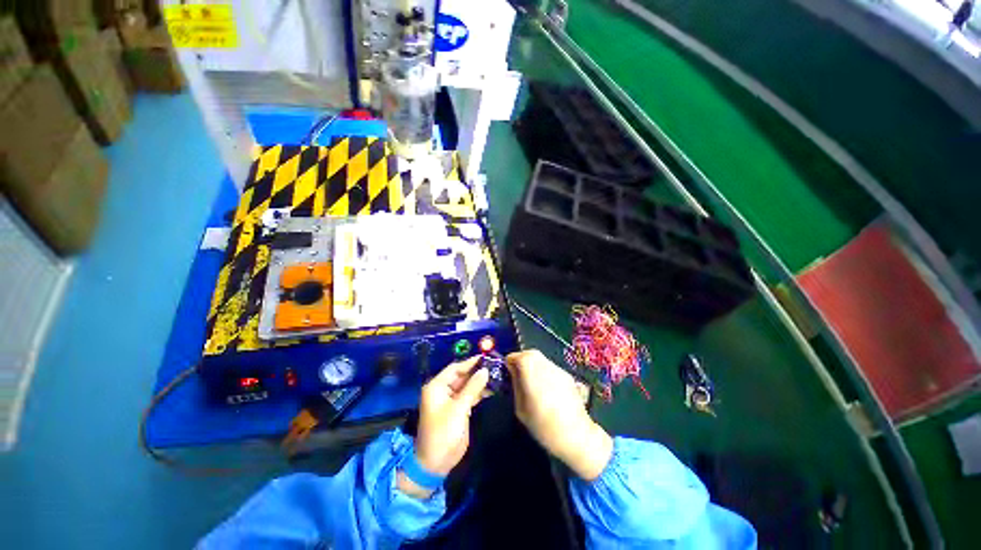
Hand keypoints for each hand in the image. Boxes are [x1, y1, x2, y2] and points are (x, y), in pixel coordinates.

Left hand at [398, 357, 488, 497]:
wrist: (436, 463)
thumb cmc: (444, 432)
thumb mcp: (459, 408)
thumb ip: (472, 387)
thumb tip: (485, 370)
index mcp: (437, 386)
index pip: (454, 368)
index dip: (470, 362)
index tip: (485, 357)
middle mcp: (443, 390)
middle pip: (461, 375)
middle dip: (477, 371)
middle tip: (494, 365)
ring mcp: (450, 400)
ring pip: (467, 385)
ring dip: (479, 381)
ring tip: (496, 375)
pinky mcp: (457, 409)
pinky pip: (469, 395)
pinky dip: (479, 392)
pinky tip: (491, 388)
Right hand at [506, 350, 612, 480]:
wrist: (576, 435)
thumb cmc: (543, 425)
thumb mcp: (520, 408)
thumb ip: (516, 386)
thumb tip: (513, 373)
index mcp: (530, 372)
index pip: (516, 356)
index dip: (510, 362)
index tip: (508, 372)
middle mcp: (544, 365)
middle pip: (530, 353)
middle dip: (521, 360)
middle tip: (518, 374)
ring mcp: (558, 369)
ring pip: (541, 359)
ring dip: (533, 365)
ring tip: (531, 382)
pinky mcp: (567, 375)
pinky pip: (550, 367)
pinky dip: (544, 372)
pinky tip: (546, 388)